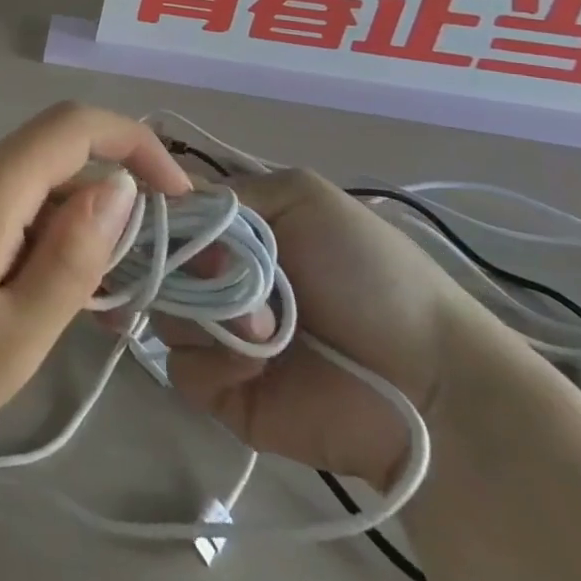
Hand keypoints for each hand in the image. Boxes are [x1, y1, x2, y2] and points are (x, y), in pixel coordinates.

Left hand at [0, 103, 191, 459]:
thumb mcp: (15, 332)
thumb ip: (74, 257)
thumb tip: (120, 190)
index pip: (75, 124)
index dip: (136, 144)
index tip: (177, 199)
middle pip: (53, 165)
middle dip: (100, 217)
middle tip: (118, 300)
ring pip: (24, 191)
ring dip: (62, 237)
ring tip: (67, 316)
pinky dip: (25, 242)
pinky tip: (20, 304)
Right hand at [152, 168, 500, 486]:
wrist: (431, 387)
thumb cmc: (371, 276)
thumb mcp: (304, 198)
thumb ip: (227, 191)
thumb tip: (160, 202)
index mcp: (231, 230)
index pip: (164, 212)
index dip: (150, 213)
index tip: (149, 216)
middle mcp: (214, 276)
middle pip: (152, 261)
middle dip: (182, 266)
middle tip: (224, 276)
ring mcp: (215, 333)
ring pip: (160, 311)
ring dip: (204, 315)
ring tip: (262, 330)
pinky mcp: (219, 389)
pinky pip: (180, 366)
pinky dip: (215, 363)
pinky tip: (259, 368)